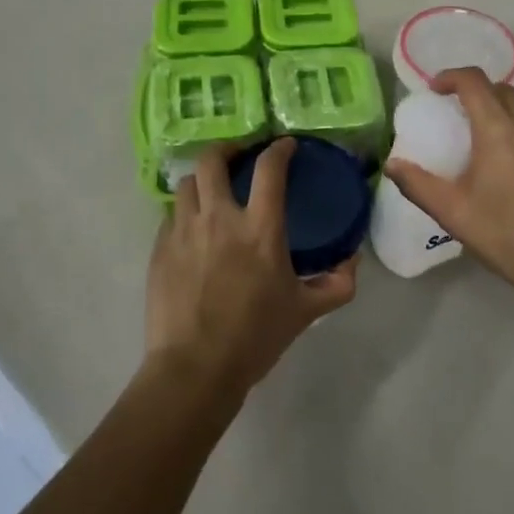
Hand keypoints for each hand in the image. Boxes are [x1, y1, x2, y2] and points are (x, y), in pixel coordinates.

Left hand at [146, 138, 356, 399]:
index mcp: (259, 228)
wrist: (195, 368)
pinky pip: (170, 215)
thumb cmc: (255, 336)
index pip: (270, 168)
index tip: (285, 146)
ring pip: (187, 184)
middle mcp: (219, 218)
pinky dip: (184, 212)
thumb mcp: (305, 311)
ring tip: (211, 191)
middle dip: (227, 150)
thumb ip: (336, 284)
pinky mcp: (160, 249)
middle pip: (214, 161)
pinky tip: (192, 229)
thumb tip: (352, 262)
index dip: (279, 149)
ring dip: (202, 181)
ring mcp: (184, 231)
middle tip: (238, 158)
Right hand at [384, 67, 513, 299]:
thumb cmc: (505, 236)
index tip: (436, 90)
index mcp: (500, 131)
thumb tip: (392, 164)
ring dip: (505, 114)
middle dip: (478, 94)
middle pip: (504, 91)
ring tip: (490, 141)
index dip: (451, 77)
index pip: (474, 81)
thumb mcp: (452, 212)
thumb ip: (417, 183)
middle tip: (460, 116)